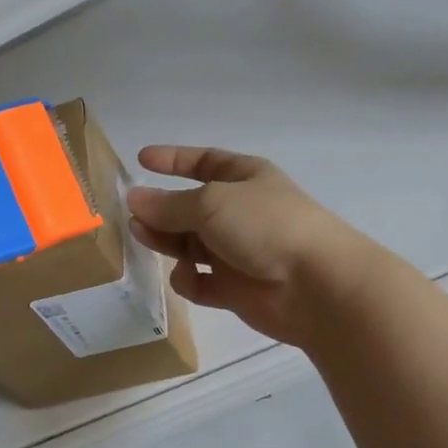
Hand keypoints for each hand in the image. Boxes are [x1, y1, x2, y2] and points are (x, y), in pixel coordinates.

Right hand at [125, 145, 377, 349]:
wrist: (315, 285)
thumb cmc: (265, 225)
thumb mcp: (210, 203)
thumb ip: (168, 204)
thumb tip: (134, 199)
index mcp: (245, 178)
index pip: (204, 162)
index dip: (174, 160)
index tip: (141, 159)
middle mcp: (240, 212)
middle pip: (190, 207)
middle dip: (161, 210)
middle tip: (132, 216)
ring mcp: (238, 251)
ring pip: (190, 244)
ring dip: (166, 241)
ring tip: (143, 238)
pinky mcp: (235, 288)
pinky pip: (200, 281)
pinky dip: (189, 279)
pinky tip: (188, 276)